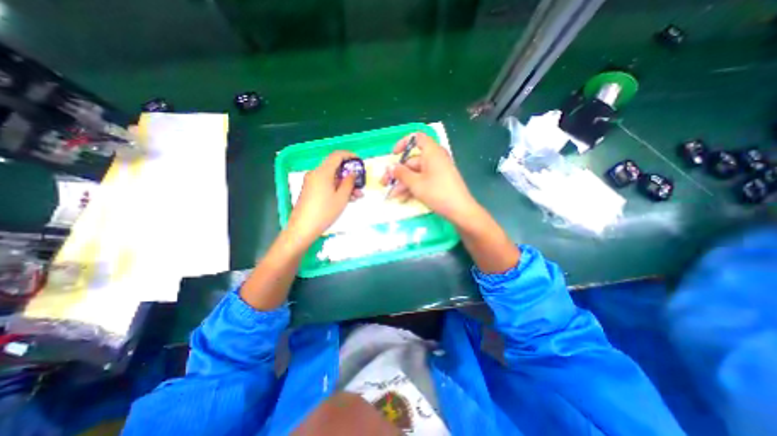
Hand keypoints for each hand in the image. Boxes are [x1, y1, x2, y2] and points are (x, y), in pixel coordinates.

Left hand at [287, 151, 362, 243]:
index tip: (359, 162)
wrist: (302, 228)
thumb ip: (349, 182)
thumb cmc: (324, 212)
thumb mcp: (341, 198)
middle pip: (335, 168)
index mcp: (322, 172)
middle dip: (349, 175)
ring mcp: (311, 182)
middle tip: (360, 185)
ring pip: (331, 178)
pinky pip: (326, 184)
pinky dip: (336, 188)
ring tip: (356, 196)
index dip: (349, 156)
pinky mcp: (310, 190)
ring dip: (345, 184)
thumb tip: (352, 173)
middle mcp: (315, 174)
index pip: (337, 155)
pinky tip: (346, 199)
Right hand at [381, 132, 479, 224]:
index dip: (403, 143)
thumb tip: (391, 167)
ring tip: (392, 195)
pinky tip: (402, 198)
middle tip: (385, 183)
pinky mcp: (439, 181)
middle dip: (398, 173)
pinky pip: (423, 180)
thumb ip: (401, 173)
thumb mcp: (415, 184)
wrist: (460, 210)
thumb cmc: (437, 193)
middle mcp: (435, 158)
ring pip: (416, 173)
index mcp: (432, 152)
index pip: (417, 138)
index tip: (394, 154)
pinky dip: (413, 187)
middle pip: (412, 160)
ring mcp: (437, 170)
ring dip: (403, 183)